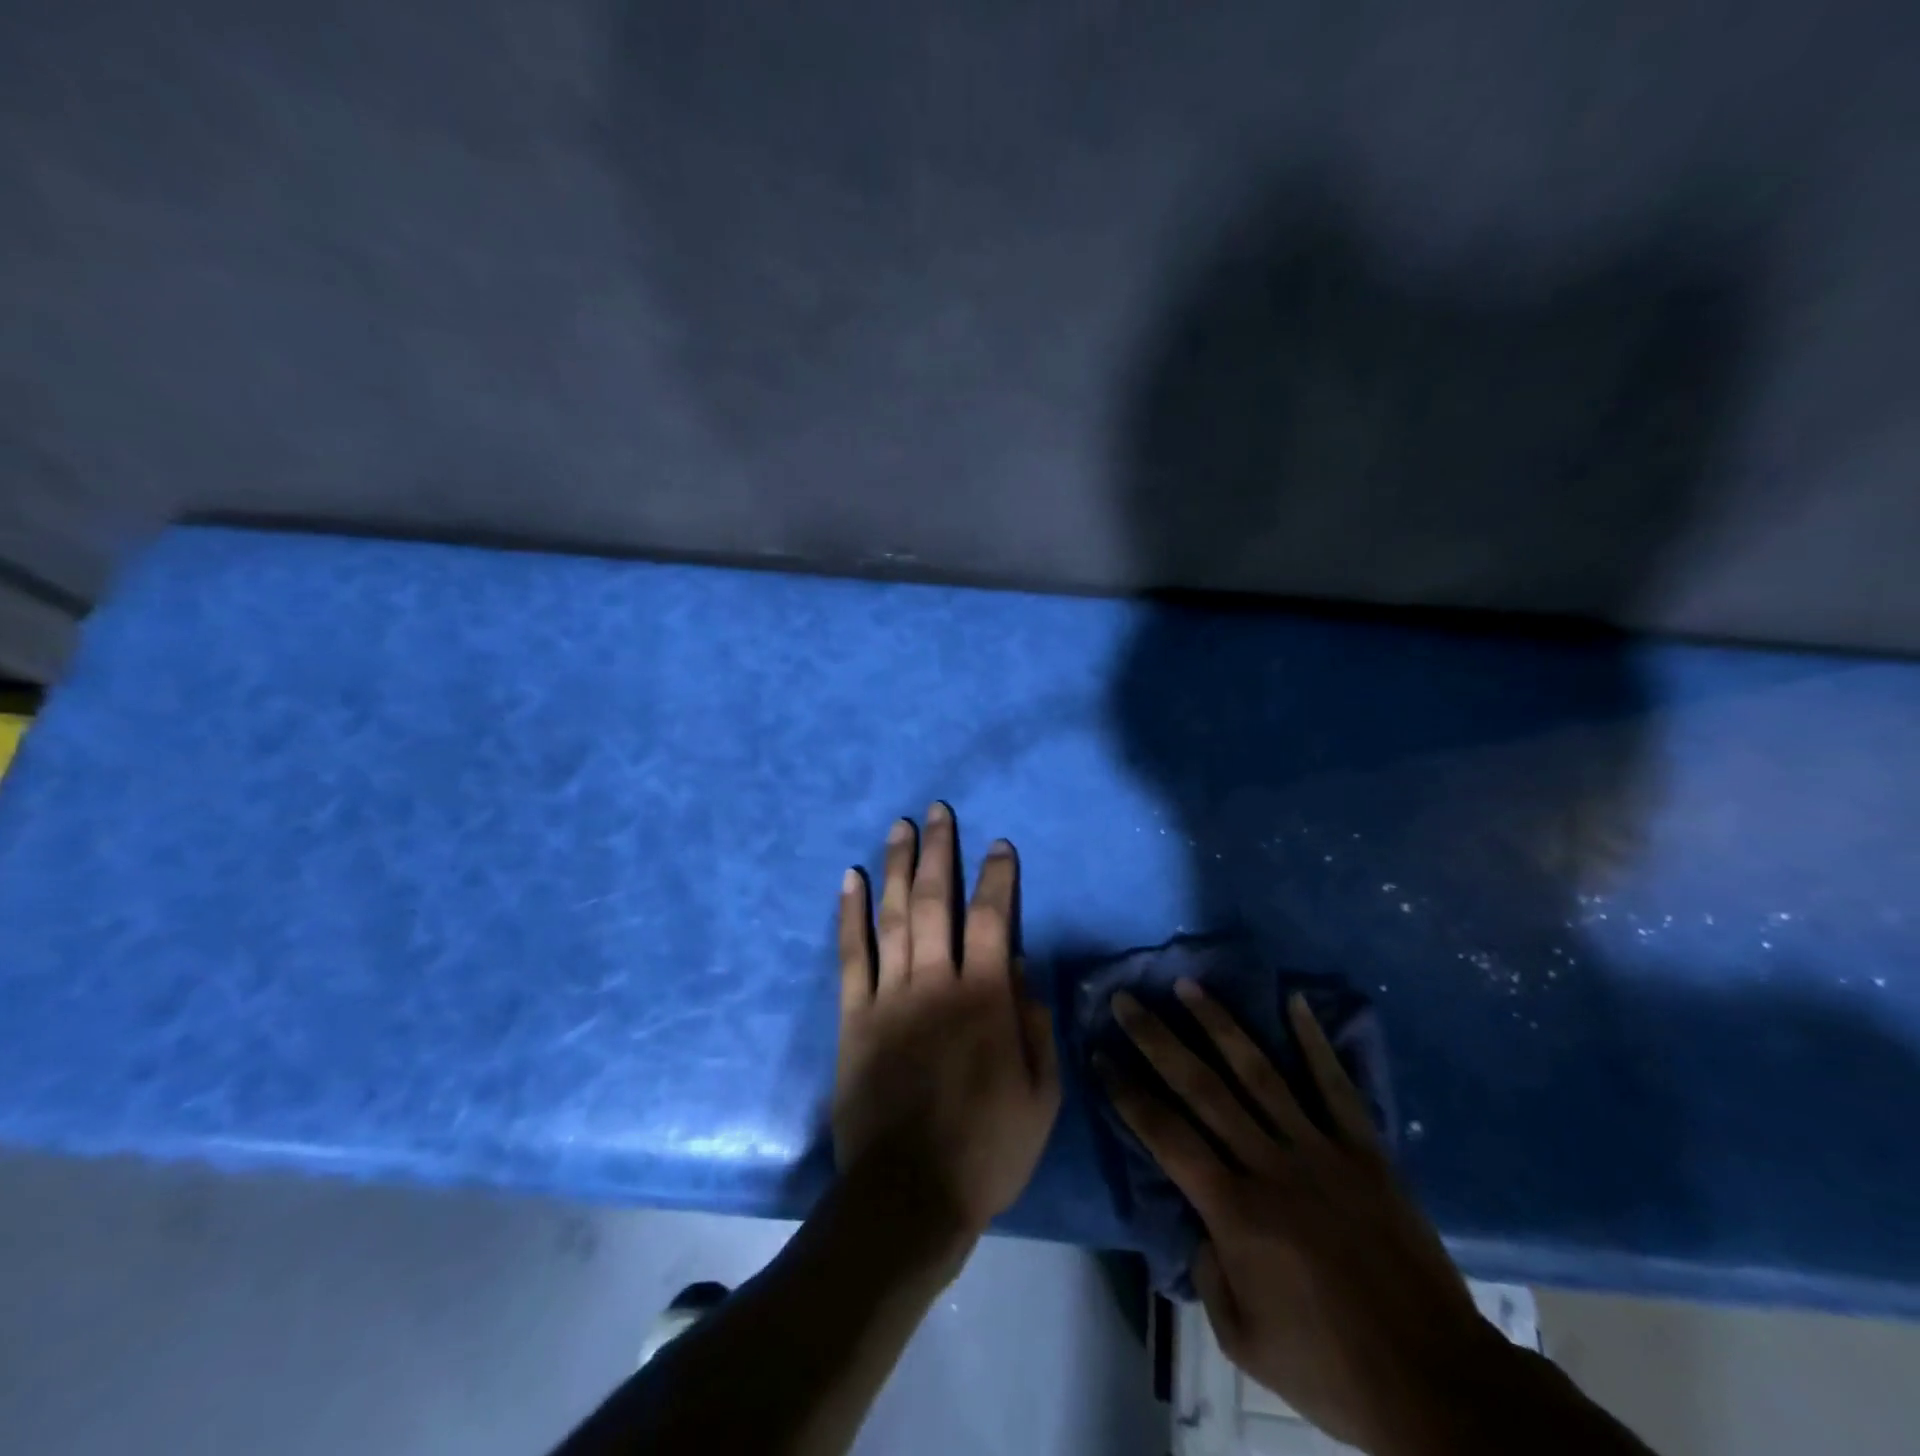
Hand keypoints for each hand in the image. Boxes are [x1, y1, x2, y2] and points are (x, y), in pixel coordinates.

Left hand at [834, 804, 1061, 1242]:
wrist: (909, 1196)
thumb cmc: (987, 1150)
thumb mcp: (1040, 1095)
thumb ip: (1034, 1024)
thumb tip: (1021, 968)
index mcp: (985, 999)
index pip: (995, 918)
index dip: (998, 877)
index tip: (999, 845)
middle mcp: (935, 983)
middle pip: (935, 901)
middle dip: (939, 852)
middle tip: (937, 811)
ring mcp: (889, 996)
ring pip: (892, 916)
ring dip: (896, 867)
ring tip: (899, 827)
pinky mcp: (853, 1017)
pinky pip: (850, 955)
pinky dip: (849, 914)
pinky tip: (849, 878)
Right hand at [1104, 983, 1502, 1455]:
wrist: (1439, 1386)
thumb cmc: (1332, 1370)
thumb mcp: (1244, 1341)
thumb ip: (1208, 1272)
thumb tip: (1201, 1222)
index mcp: (1235, 1213)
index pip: (1165, 1135)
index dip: (1126, 1092)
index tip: (1100, 1053)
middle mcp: (1270, 1166)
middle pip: (1201, 1088)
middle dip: (1157, 1040)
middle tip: (1127, 1000)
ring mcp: (1320, 1152)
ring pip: (1258, 1073)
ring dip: (1219, 1025)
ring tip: (1188, 986)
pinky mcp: (1365, 1152)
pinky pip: (1335, 1087)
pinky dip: (1314, 1042)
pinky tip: (1294, 1001)